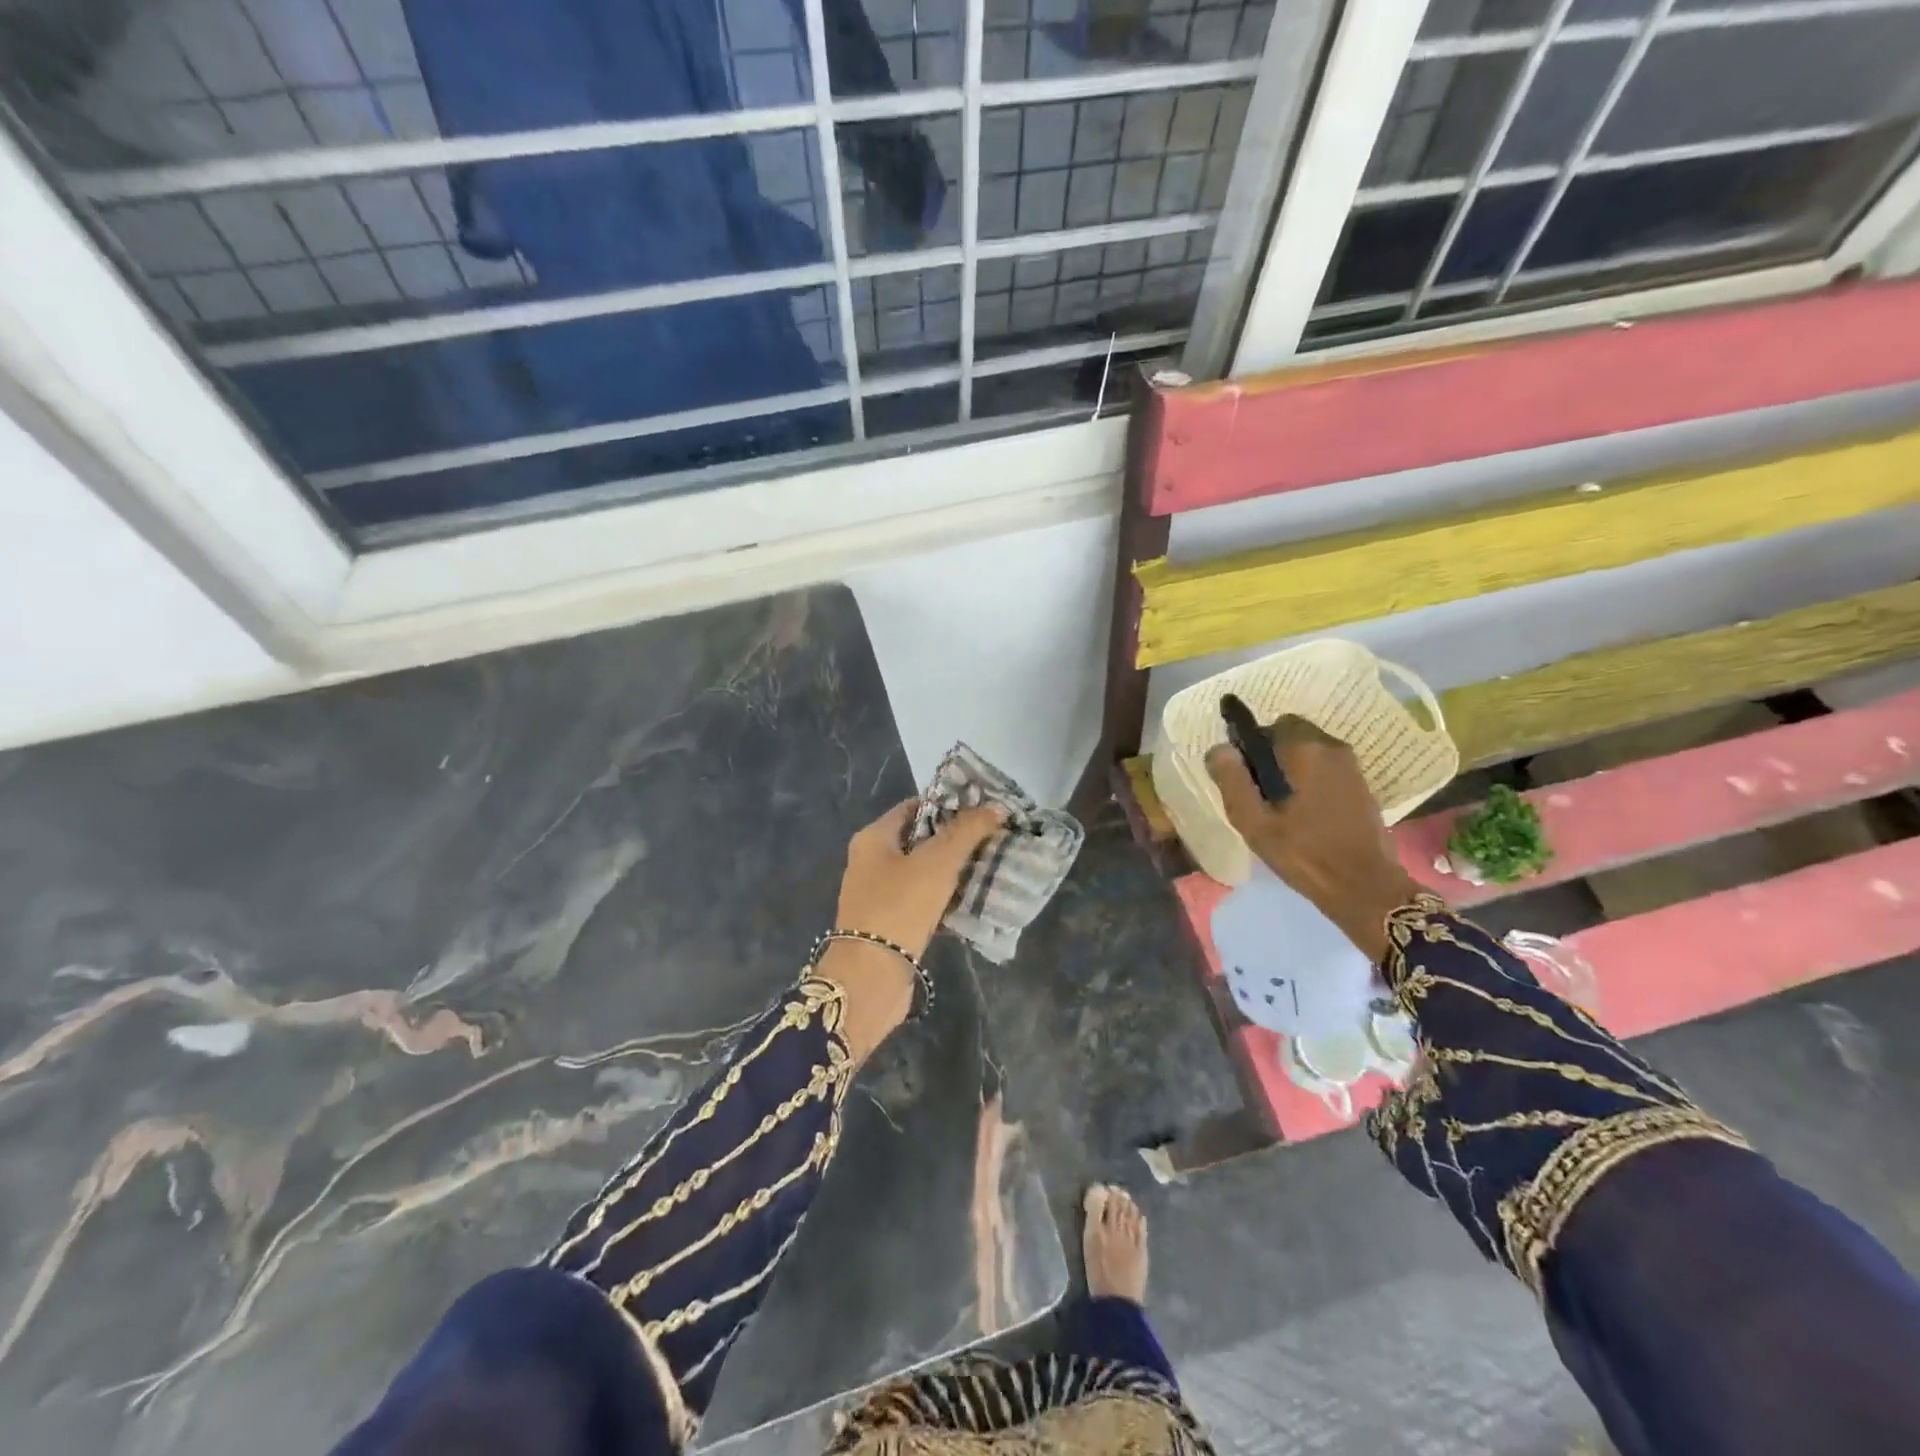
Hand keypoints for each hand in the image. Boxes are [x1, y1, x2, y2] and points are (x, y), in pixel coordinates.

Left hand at [835, 799, 1005, 958]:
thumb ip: (968, 831)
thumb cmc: (900, 906)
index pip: (914, 807)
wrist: (871, 977)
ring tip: (991, 867)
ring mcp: (879, 895)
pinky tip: (974, 902)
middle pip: (920, 840)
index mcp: (873, 838)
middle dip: (956, 839)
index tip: (983, 809)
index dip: (948, 805)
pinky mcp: (890, 925)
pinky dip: (946, 900)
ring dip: (954, 872)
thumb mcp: (938, 862)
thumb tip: (996, 807)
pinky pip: (923, 902)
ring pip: (923, 873)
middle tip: (994, 838)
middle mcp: (871, 862)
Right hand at [1206, 717, 1422, 960]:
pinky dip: (1311, 780)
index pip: (1269, 726)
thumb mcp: (1254, 821)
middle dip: (1272, 756)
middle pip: (1291, 736)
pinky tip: (1304, 813)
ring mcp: (1352, 766)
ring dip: (1292, 769)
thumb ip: (1232, 780)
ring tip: (1281, 807)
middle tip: (1260, 795)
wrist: (1364, 886)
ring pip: (1310, 753)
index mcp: (1305, 749)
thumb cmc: (1303, 852)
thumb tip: (1219, 748)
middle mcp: (1332, 747)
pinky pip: (1326, 769)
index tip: (1244, 778)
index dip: (1251, 747)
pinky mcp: (1362, 785)